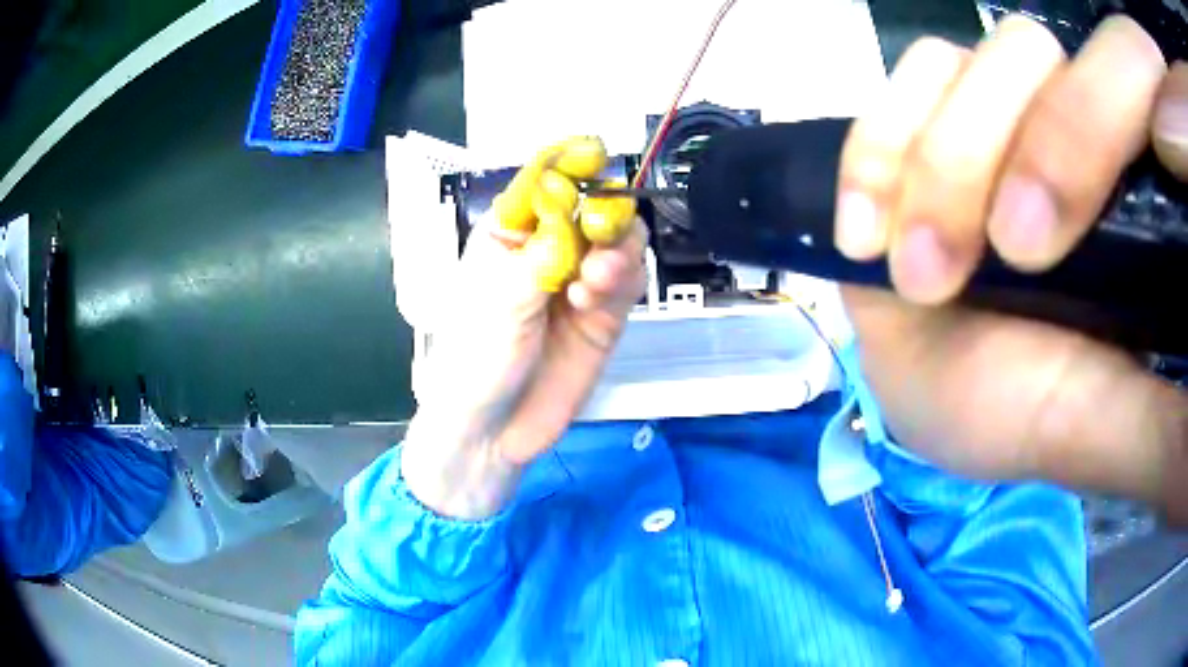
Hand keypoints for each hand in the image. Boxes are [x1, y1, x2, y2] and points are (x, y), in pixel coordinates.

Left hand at [402, 138, 645, 518]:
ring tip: (595, 281)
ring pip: (618, 241)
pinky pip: (628, 280)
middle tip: (600, 231)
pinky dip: (621, 280)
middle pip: (592, 207)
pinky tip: (596, 297)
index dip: (568, 166)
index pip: (544, 183)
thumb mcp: (501, 297)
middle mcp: (548, 250)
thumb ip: (542, 247)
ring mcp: (579, 282)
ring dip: (615, 250)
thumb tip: (567, 193)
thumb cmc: (475, 358)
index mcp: (509, 235)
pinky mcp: (604, 315)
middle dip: (602, 211)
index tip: (593, 155)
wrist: (493, 431)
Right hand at [835, 15, 1187, 520]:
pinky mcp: (916, 122)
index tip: (1032, 258)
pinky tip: (866, 227)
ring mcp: (984, 110)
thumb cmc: (1033, 411)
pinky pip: (889, 88)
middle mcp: (1061, 117)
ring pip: (954, 61)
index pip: (1116, 83)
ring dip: (930, 162)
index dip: (1075, 136)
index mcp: (1125, 177)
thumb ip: (1163, 431)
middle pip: (1027, 53)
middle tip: (968, 269)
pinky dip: (875, 146)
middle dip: (986, 157)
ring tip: (914, 268)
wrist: (946, 391)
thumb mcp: (1108, 427)